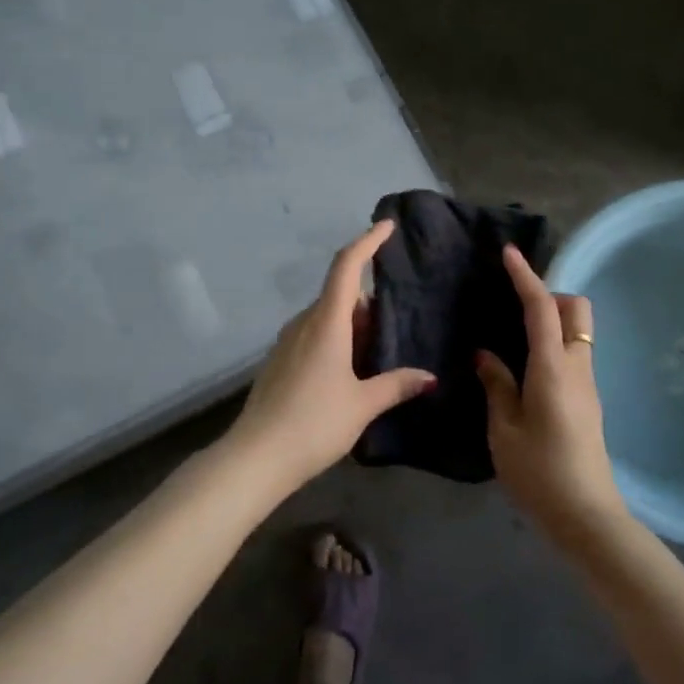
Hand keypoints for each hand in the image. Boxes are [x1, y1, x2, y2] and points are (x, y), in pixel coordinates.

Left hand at [227, 220, 435, 491]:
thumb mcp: (362, 405)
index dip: (367, 242)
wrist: (255, 457)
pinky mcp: (279, 361)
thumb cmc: (314, 423)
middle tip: (397, 327)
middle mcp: (304, 323)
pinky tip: (349, 373)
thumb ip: (396, 385)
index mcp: (326, 322)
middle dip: (369, 304)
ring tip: (378, 354)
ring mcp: (287, 342)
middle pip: (340, 295)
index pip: (347, 267)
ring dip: (353, 326)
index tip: (386, 226)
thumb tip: (428, 377)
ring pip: (327, 317)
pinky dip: (336, 341)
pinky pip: (314, 336)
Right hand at [477, 245, 627, 546]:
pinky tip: (526, 368)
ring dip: (553, 321)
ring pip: (578, 332)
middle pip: (576, 310)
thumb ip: (496, 385)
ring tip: (514, 337)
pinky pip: (574, 354)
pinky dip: (554, 344)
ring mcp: (588, 384)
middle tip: (514, 310)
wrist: (587, 516)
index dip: (526, 277)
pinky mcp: (589, 400)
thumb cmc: (539, 473)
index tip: (509, 254)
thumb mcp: (504, 430)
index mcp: (553, 368)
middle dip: (550, 296)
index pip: (541, 308)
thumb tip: (486, 354)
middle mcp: (577, 367)